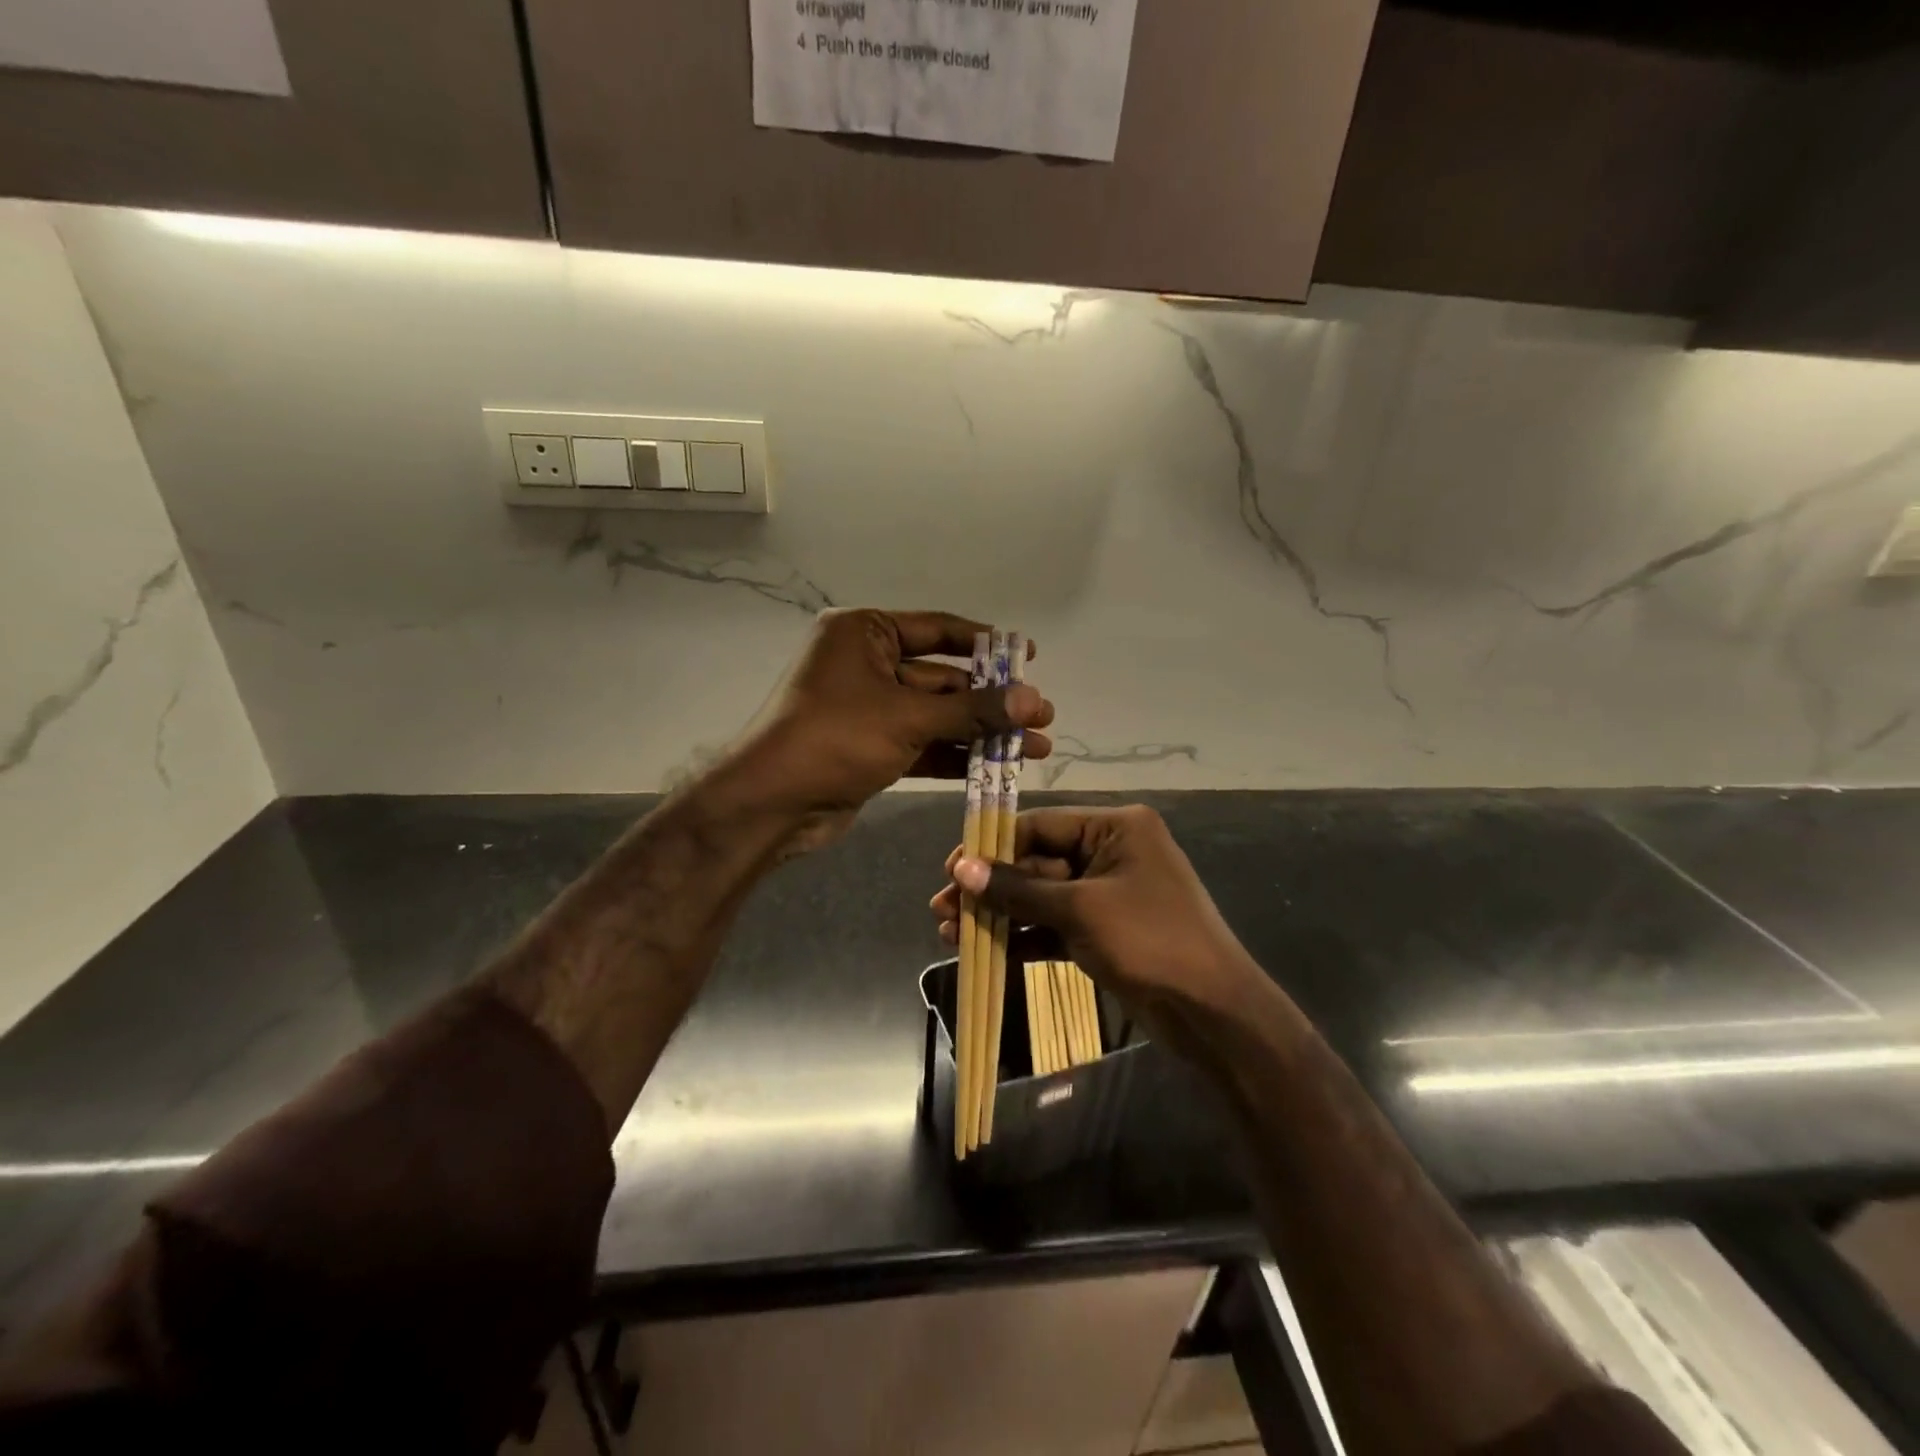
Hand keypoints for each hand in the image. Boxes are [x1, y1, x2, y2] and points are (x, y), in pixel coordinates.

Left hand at [736, 609, 1053, 854]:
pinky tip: (999, 765)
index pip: (938, 630)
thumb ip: (972, 710)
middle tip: (1042, 715)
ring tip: (1036, 747)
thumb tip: (1033, 700)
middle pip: (943, 678)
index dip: (986, 643)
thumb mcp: (907, 718)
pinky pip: (923, 743)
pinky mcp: (872, 748)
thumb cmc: (834, 738)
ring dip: (982, 732)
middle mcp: (867, 664)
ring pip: (937, 716)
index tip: (1029, 654)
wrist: (771, 804)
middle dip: (992, 700)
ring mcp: (869, 709)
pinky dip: (957, 755)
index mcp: (865, 633)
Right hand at [930, 805, 1266, 1028]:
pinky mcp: (1105, 932)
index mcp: (1116, 827)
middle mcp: (1112, 852)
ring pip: (1041, 898)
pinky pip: (1055, 926)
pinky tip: (983, 952)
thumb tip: (961, 868)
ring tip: (950, 933)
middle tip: (942, 908)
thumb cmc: (1151, 942)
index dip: (992, 846)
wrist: (1213, 1014)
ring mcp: (1108, 895)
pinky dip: (1023, 938)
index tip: (951, 869)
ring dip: (1000, 915)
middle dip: (990, 888)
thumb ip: (1018, 890)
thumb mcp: (1080, 910)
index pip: (1040, 825)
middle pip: (1036, 863)